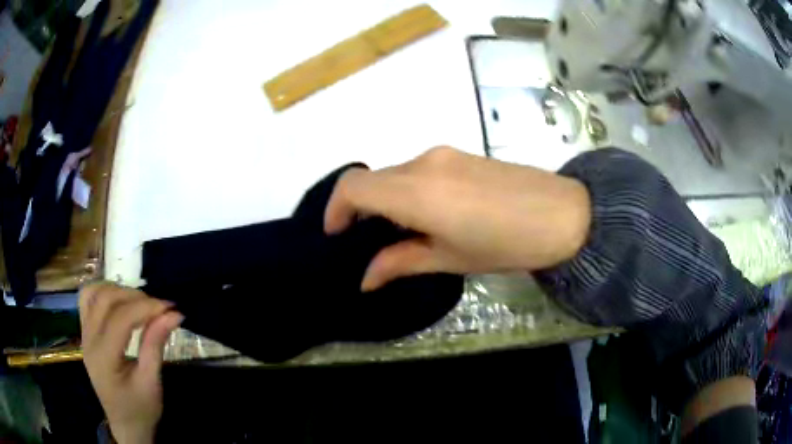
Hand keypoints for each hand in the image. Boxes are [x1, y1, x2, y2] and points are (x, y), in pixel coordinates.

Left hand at [80, 282, 182, 443]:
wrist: (125, 424)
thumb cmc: (140, 409)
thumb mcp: (151, 383)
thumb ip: (156, 345)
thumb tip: (173, 314)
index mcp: (103, 358)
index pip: (120, 319)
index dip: (146, 307)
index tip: (170, 307)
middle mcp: (88, 340)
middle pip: (105, 300)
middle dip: (134, 296)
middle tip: (158, 307)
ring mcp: (83, 333)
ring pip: (94, 293)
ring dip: (117, 290)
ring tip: (139, 302)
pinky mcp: (85, 331)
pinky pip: (88, 299)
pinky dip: (103, 291)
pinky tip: (119, 300)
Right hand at [325, 146, 590, 290]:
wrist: (565, 215)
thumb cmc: (506, 244)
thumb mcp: (450, 259)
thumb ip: (401, 263)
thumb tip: (365, 279)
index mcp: (416, 192)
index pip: (354, 186)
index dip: (335, 209)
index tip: (336, 235)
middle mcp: (423, 163)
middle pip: (373, 179)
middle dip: (361, 209)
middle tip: (369, 242)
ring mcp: (444, 154)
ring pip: (396, 174)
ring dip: (387, 200)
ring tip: (404, 233)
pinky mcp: (461, 154)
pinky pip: (419, 170)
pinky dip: (408, 190)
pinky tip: (430, 215)